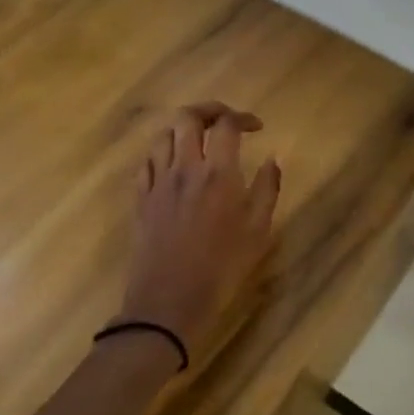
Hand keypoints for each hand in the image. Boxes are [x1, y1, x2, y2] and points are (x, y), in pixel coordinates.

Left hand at [117, 102, 281, 359]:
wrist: (168, 303)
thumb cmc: (221, 268)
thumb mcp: (258, 231)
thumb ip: (267, 189)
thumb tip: (273, 159)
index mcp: (218, 174)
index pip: (226, 125)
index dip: (243, 117)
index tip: (256, 128)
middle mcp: (185, 169)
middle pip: (188, 118)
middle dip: (208, 111)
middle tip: (224, 122)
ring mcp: (158, 182)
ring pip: (163, 135)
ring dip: (182, 130)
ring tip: (198, 142)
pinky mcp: (140, 199)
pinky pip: (147, 162)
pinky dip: (161, 154)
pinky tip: (173, 166)